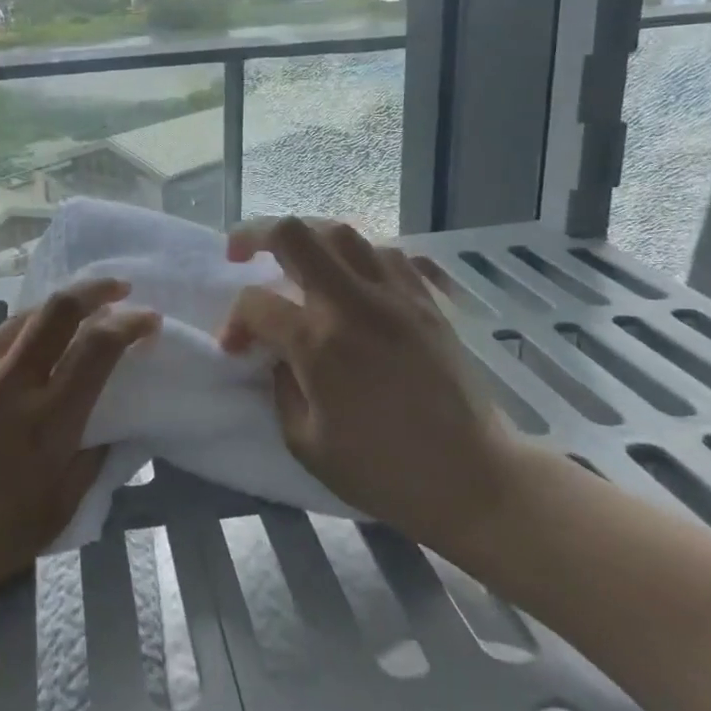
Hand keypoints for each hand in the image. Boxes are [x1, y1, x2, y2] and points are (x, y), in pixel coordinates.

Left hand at [0, 277, 159, 626]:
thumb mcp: (61, 509)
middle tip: (118, 288)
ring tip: (75, 317)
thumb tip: (109, 424)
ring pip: (22, 317)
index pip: (98, 345)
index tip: (148, 320)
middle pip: (58, 308)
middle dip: (95, 288)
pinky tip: (24, 358)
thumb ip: (92, 458)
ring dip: (57, 309)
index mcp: (49, 420)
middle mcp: (11, 383)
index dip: (130, 322)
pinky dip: (21, 339)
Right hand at [218, 217, 525, 561]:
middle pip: (295, 235)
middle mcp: (355, 304)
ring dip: (306, 235)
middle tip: (239, 252)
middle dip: (254, 234)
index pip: (257, 303)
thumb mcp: (306, 443)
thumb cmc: (385, 472)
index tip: (235, 347)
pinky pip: (387, 252)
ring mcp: (396, 295)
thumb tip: (275, 353)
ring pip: (342, 232)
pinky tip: (348, 271)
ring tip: (292, 255)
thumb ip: (279, 387)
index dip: (234, 321)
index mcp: (320, 344)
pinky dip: (357, 252)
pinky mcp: (427, 300)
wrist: (476, 479)